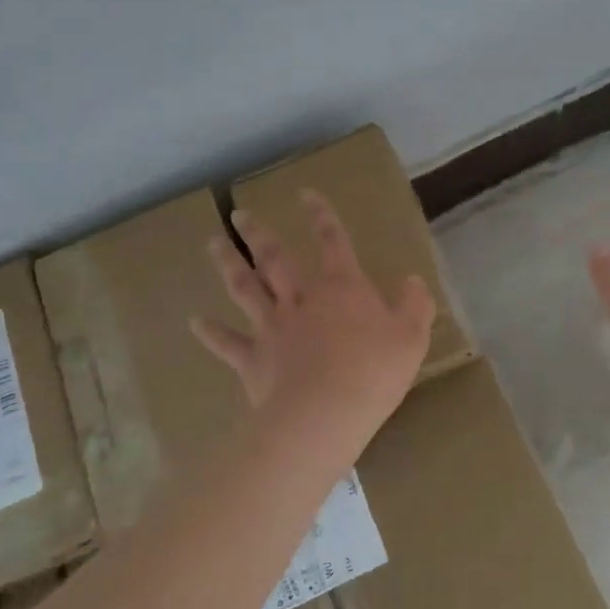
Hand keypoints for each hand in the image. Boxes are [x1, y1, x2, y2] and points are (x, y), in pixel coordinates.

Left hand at [192, 189, 435, 457]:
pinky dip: (210, 332)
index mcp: (341, 287)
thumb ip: (414, 305)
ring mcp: (272, 327)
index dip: (320, 215)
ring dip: (228, 264)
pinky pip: (227, 342)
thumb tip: (413, 280)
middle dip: (258, 233)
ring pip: (245, 288)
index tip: (305, 194)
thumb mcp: (411, 337)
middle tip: (240, 215)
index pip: (331, 241)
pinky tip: (194, 322)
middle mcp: (301, 299)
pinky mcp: (253, 359)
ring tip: (213, 244)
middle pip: (275, 258)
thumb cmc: (374, 372)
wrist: (324, 415)